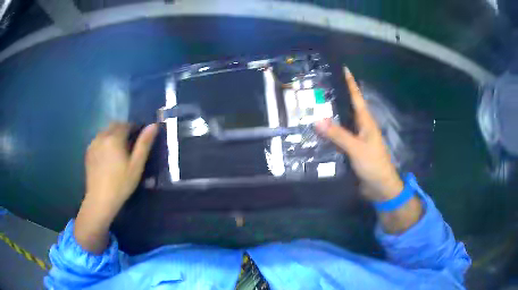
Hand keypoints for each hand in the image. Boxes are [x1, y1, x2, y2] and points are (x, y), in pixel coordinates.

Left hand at [84, 122, 158, 212]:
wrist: (100, 200)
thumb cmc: (121, 184)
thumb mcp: (136, 165)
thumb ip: (144, 144)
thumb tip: (153, 125)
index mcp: (114, 138)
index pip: (126, 124)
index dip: (134, 128)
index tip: (139, 138)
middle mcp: (102, 136)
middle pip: (114, 125)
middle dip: (123, 130)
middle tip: (129, 145)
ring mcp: (93, 143)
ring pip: (105, 132)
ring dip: (113, 135)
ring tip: (118, 151)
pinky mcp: (88, 152)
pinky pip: (98, 140)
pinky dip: (104, 142)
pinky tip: (107, 157)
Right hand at [317, 68, 402, 201]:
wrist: (380, 187)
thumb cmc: (373, 164)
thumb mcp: (357, 148)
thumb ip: (339, 135)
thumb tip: (317, 119)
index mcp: (365, 121)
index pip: (356, 97)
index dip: (350, 83)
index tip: (342, 68)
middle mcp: (360, 127)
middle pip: (347, 108)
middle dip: (335, 96)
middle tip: (316, 88)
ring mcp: (356, 139)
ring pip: (341, 123)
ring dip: (329, 116)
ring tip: (311, 107)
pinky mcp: (351, 151)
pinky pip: (337, 138)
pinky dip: (328, 134)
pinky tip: (316, 133)